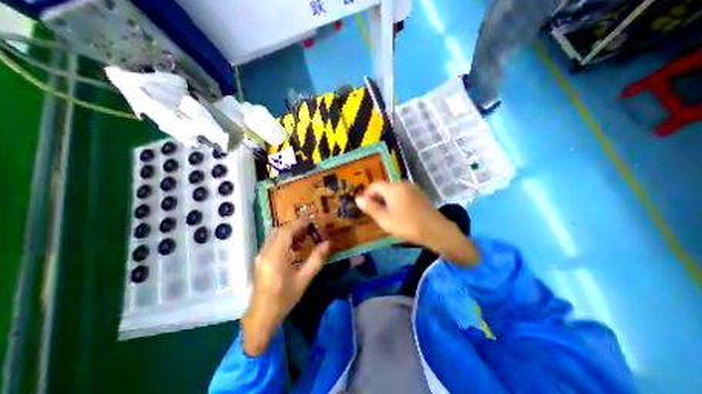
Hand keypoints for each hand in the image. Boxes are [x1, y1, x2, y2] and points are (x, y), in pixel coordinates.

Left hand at [242, 218, 331, 356]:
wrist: (262, 317)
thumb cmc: (284, 299)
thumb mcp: (304, 279)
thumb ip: (316, 260)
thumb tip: (327, 243)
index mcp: (275, 256)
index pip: (286, 232)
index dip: (298, 224)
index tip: (310, 221)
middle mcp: (265, 253)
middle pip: (279, 231)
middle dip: (295, 227)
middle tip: (309, 230)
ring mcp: (261, 256)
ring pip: (275, 236)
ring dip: (289, 234)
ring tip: (304, 240)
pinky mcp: (260, 260)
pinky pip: (272, 243)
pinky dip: (284, 241)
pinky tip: (294, 249)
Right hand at [358, 181, 477, 263]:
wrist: (435, 230)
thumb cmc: (407, 225)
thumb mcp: (384, 219)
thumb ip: (370, 207)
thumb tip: (357, 198)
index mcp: (392, 187)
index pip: (374, 185)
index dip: (367, 194)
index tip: (365, 207)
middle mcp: (402, 183)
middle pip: (384, 187)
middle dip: (377, 198)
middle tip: (375, 212)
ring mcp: (412, 187)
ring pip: (393, 190)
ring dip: (386, 199)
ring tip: (386, 214)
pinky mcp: (419, 193)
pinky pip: (402, 193)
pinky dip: (396, 200)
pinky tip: (399, 212)